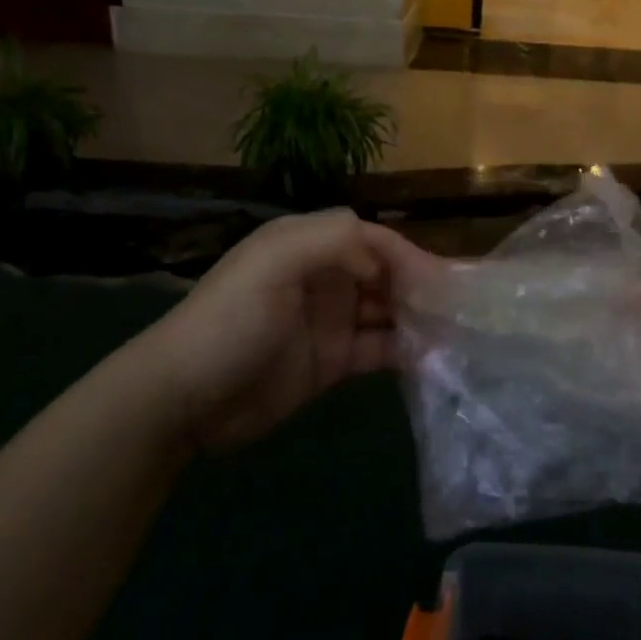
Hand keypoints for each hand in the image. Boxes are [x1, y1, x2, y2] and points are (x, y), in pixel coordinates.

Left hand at [137, 209, 438, 450]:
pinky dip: (405, 351)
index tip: (441, 283)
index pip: (374, 239)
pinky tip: (430, 359)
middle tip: (459, 312)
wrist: (181, 399)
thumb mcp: (275, 263)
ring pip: (388, 311)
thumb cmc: (230, 320)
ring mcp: (330, 320)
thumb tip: (387, 257)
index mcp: (309, 244)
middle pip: (387, 273)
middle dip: (421, 287)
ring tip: (455, 336)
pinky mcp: (331, 361)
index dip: (409, 256)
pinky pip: (379, 348)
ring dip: (419, 319)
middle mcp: (325, 277)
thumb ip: (334, 239)